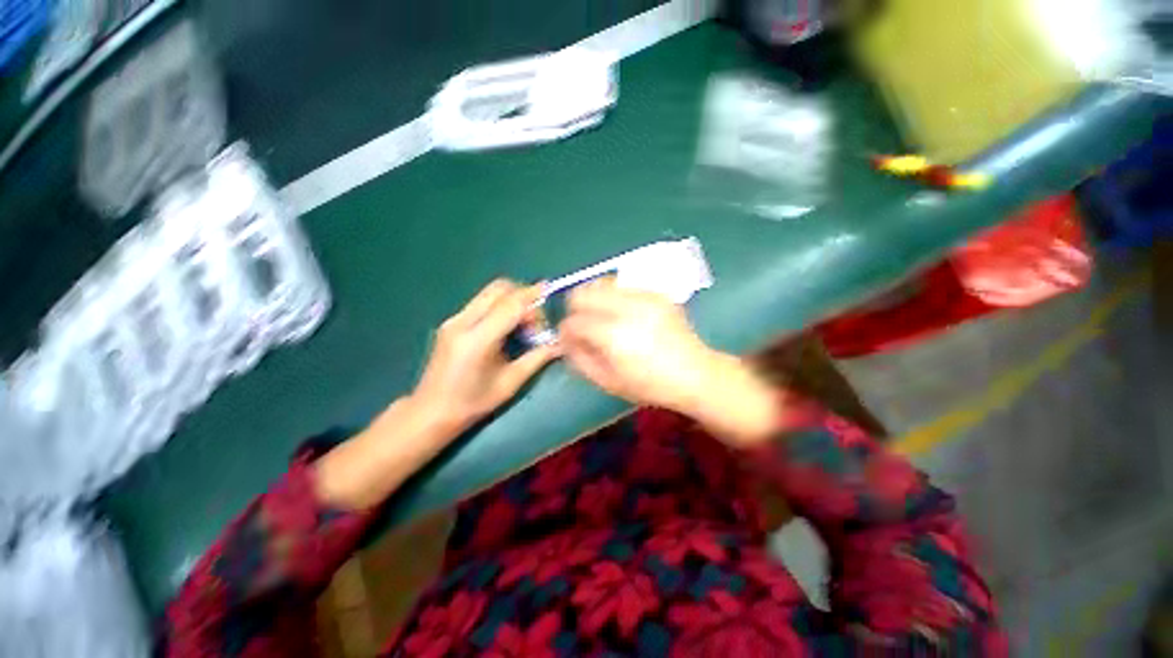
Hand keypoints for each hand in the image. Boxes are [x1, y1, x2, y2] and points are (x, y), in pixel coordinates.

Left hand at [409, 279, 560, 436]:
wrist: (430, 412)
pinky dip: (499, 307)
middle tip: (533, 321)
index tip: (549, 291)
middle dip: (522, 296)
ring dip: (511, 301)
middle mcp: (462, 322)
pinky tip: (504, 330)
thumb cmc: (473, 403)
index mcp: (478, 340)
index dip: (532, 296)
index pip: (510, 305)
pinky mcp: (451, 322)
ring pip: (489, 293)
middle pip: (498, 289)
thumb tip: (560, 343)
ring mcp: (453, 320)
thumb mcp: (510, 383)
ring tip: (521, 327)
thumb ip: (537, 358)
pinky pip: (481, 303)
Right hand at [558, 278, 716, 410]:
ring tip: (601, 317)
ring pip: (601, 283)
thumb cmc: (650, 385)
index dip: (565, 331)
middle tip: (582, 324)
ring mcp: (644, 297)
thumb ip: (580, 359)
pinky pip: (623, 286)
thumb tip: (565, 340)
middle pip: (583, 293)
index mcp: (614, 336)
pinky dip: (614, 297)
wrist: (695, 373)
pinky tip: (622, 313)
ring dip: (594, 299)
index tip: (568, 339)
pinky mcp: (656, 293)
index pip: (574, 322)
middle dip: (575, 308)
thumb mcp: (609, 382)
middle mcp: (627, 309)